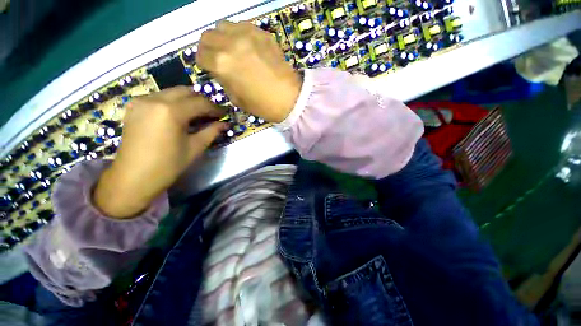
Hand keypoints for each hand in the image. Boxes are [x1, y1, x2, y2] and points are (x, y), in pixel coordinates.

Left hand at [94, 87, 226, 217]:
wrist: (133, 177)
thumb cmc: (168, 165)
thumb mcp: (195, 148)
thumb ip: (212, 131)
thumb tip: (226, 124)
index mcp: (171, 111)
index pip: (200, 102)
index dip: (216, 108)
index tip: (225, 114)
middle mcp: (155, 99)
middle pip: (186, 91)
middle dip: (202, 101)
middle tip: (212, 114)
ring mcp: (142, 101)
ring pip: (173, 92)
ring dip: (189, 100)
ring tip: (198, 115)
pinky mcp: (135, 106)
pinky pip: (160, 97)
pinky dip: (174, 102)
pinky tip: (179, 115)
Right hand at [197, 21, 301, 122]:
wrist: (289, 98)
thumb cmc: (262, 104)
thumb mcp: (236, 99)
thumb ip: (223, 80)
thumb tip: (219, 70)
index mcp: (221, 64)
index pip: (200, 55)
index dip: (204, 63)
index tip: (209, 67)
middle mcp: (230, 44)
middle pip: (208, 36)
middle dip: (209, 48)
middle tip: (218, 57)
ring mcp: (247, 35)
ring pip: (223, 26)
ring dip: (222, 37)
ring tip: (232, 50)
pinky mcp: (261, 33)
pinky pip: (242, 25)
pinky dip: (238, 34)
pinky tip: (247, 46)